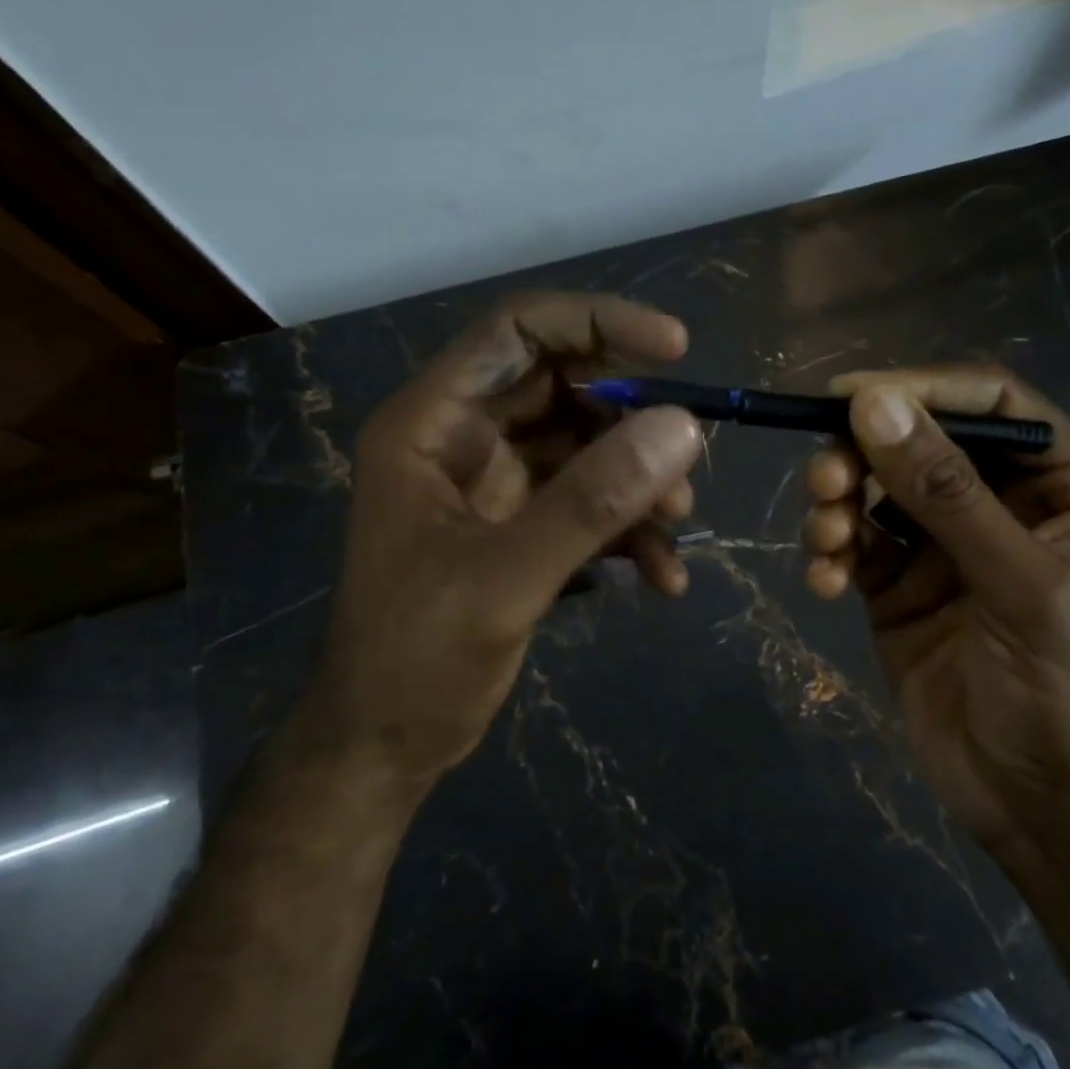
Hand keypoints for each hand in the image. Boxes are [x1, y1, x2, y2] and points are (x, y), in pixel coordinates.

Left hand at [312, 293, 702, 785]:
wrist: (384, 745)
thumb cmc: (415, 659)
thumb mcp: (504, 578)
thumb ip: (592, 502)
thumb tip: (682, 427)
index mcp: (431, 423)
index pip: (517, 331)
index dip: (597, 323)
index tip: (674, 347)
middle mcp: (463, 438)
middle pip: (564, 388)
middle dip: (632, 423)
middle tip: (685, 465)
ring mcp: (494, 483)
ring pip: (586, 447)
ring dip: (638, 483)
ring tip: (674, 529)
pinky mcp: (520, 526)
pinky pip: (588, 502)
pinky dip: (628, 529)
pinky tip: (661, 576)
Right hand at [801, 366, 1069, 861]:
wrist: (1043, 813)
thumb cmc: (1067, 694)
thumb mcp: (1020, 585)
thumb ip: (947, 493)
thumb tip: (873, 404)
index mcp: (1061, 488)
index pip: (992, 404)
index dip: (923, 388)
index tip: (849, 395)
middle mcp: (999, 506)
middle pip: (918, 442)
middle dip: (864, 454)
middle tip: (826, 481)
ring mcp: (942, 548)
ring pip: (874, 490)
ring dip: (837, 503)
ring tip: (825, 538)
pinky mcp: (896, 587)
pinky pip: (852, 545)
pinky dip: (829, 554)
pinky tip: (823, 583)